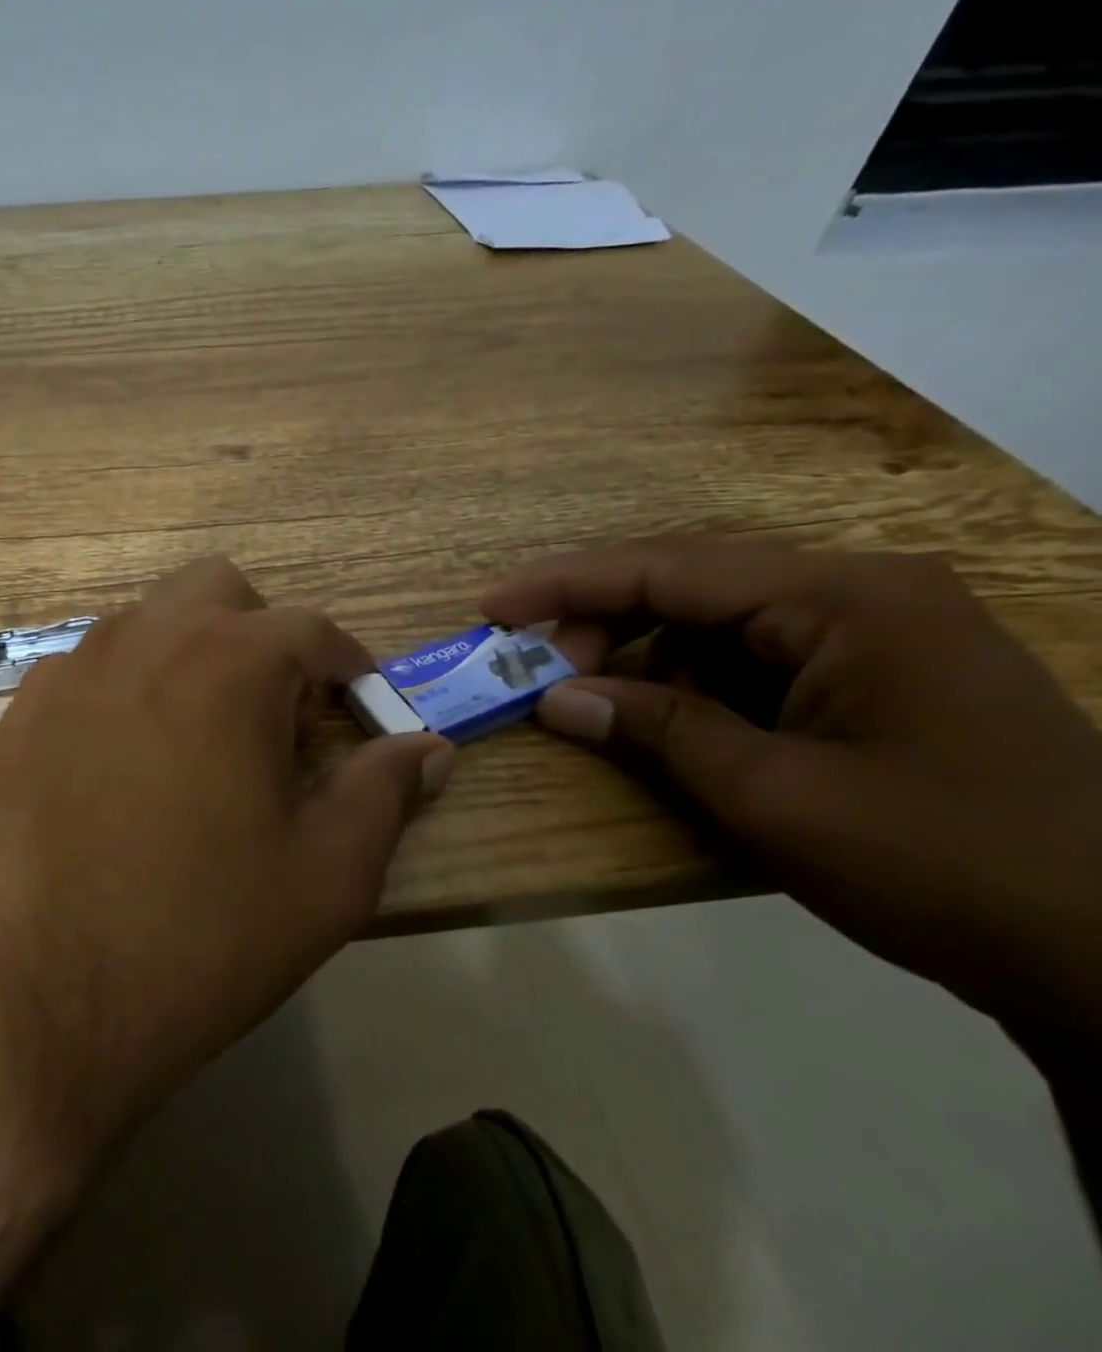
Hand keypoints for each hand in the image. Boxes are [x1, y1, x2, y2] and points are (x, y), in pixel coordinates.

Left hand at [0, 557, 452, 1170]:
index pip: (312, 630)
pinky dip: (125, 690)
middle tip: (276, 715)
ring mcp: (71, 670)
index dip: (350, 667)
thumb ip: (386, 791)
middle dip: (263, 636)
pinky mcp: (22, 712)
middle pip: (220, 592)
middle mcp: (144, 639)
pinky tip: (124, 765)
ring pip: (149, 622)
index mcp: (229, 661)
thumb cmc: (204, 935)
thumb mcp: (327, 874)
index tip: (362, 709)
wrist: (45, 1000)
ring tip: (201, 741)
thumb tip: (428, 747)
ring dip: (191, 656)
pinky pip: (89, 670)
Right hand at [482, 538, 1101, 1046]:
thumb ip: (654, 729)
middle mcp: (859, 593)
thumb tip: (553, 698)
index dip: (565, 585)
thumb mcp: (772, 794)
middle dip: (603, 626)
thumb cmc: (940, 862)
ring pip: (717, 624)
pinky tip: (666, 724)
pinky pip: (754, 660)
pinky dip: (693, 687)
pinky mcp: (876, 675)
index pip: (669, 569)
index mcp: (844, 598)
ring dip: (645, 661)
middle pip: (690, 587)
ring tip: (595, 707)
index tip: (490, 606)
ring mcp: (874, 633)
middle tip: (540, 676)